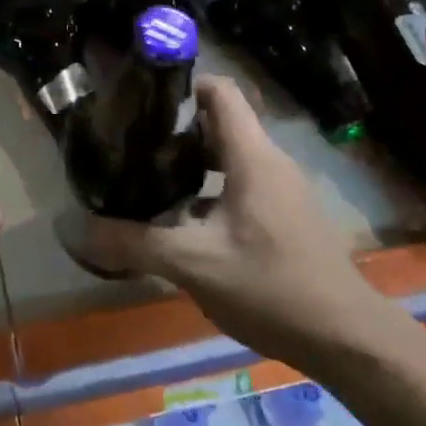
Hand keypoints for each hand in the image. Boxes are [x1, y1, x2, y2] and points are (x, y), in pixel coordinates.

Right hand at [86, 76, 403, 365]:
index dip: (182, 86)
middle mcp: (271, 162)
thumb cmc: (272, 287)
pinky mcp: (287, 216)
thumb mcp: (193, 264)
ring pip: (230, 156)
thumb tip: (77, 228)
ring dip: (191, 161)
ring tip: (148, 178)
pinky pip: (243, 183)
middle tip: (131, 145)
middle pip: (221, 122)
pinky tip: (182, 219)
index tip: (141, 102)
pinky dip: (210, 188)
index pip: (220, 91)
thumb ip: (134, 242)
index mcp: (253, 157)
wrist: (348, 340)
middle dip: (176, 129)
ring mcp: (283, 190)